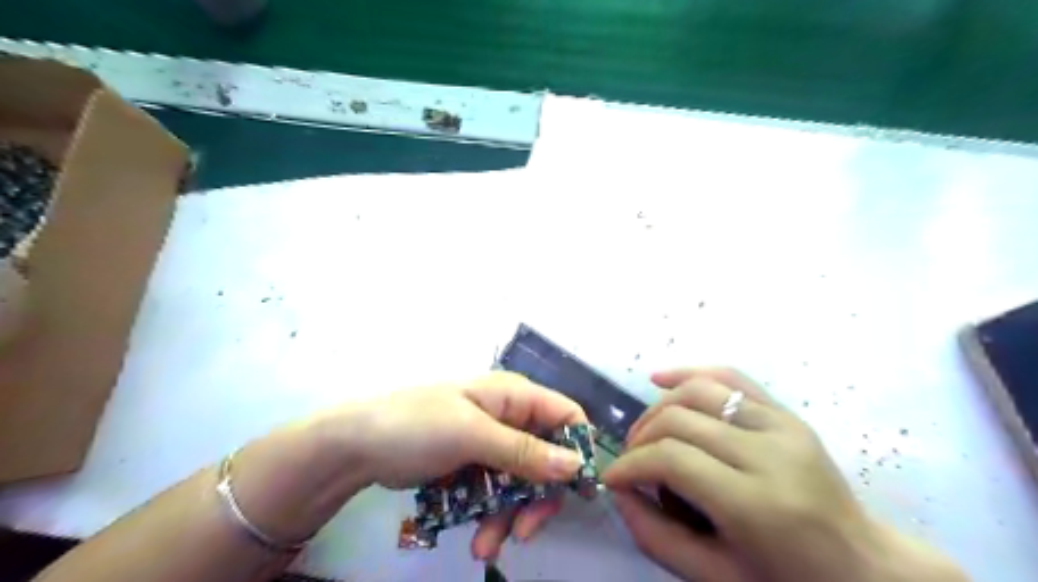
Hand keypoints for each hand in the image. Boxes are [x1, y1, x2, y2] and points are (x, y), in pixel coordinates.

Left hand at [345, 373, 591, 558]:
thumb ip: (524, 451)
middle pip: (547, 457)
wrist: (358, 447)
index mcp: (514, 396)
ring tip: (486, 545)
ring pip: (523, 482)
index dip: (577, 449)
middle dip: (538, 496)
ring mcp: (491, 444)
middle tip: (526, 531)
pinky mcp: (474, 467)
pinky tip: (476, 538)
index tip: (578, 490)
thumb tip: (575, 465)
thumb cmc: (416, 426)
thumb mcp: (472, 435)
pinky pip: (498, 493)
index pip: (566, 415)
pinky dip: (492, 516)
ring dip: (510, 515)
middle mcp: (509, 418)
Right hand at [605, 369, 969, 581]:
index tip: (612, 478)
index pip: (673, 459)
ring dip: (658, 407)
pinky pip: (729, 377)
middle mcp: (770, 453)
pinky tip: (660, 379)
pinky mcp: (786, 413)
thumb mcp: (716, 577)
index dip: (632, 465)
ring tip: (644, 432)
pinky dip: (689, 373)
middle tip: (629, 462)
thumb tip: (620, 491)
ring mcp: (782, 425)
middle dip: (640, 438)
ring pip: (699, 391)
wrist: (863, 566)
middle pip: (680, 420)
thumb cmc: (787, 581)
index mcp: (757, 503)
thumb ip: (656, 537)